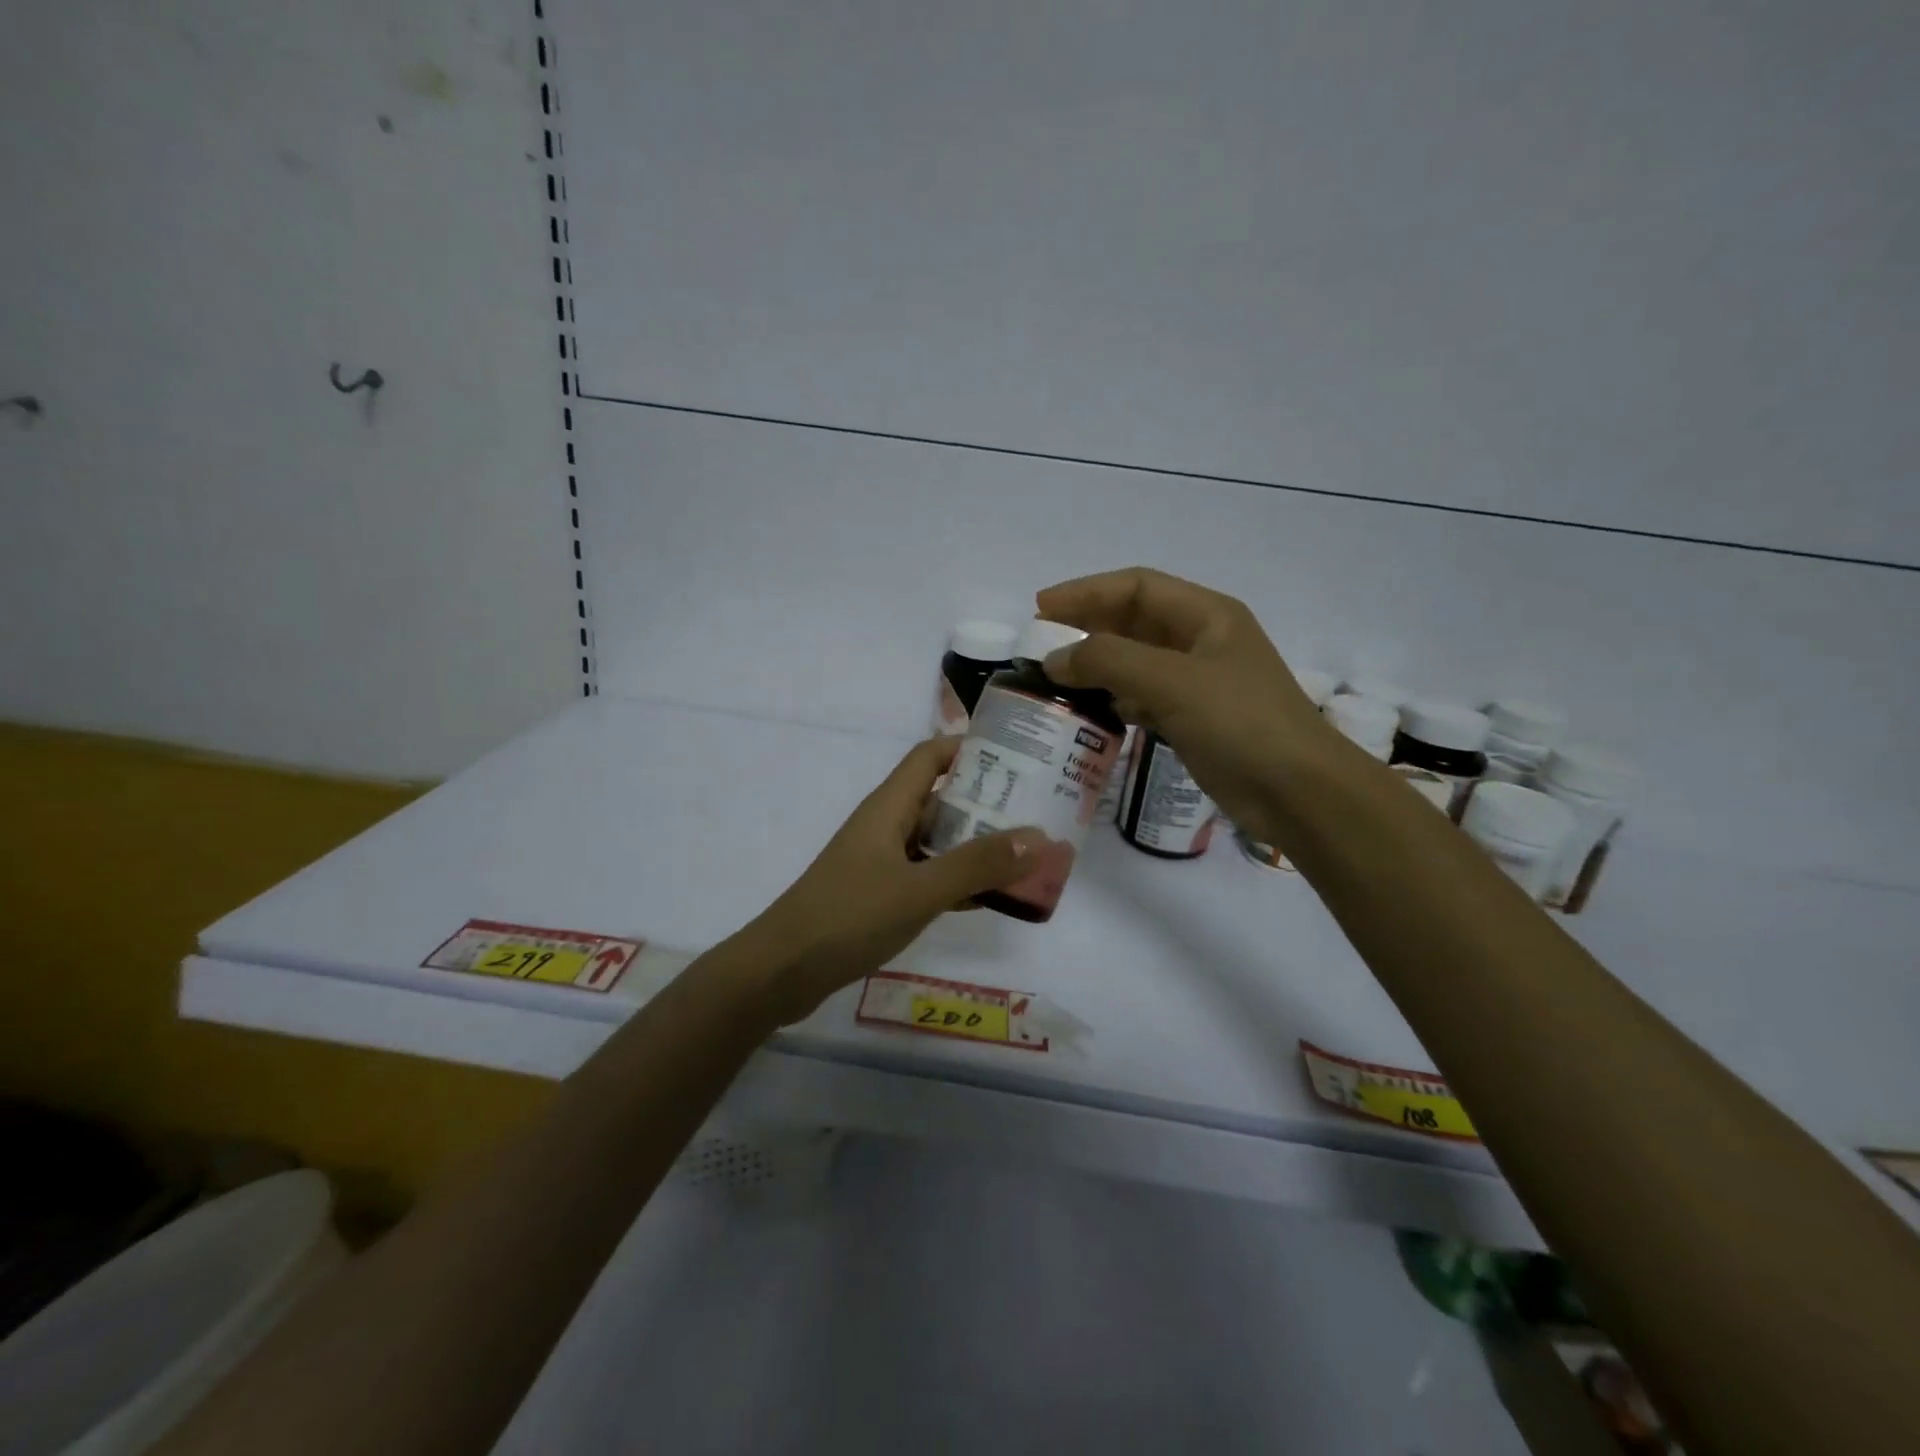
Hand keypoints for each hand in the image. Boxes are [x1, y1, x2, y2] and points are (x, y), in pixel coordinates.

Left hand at [741, 738, 1044, 1022]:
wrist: (782, 972)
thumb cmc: (848, 917)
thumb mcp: (919, 890)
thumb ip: (977, 865)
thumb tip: (1037, 837)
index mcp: (889, 807)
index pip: (930, 756)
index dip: (970, 748)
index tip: (1018, 755)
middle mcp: (886, 826)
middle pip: (941, 798)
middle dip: (987, 801)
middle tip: (1037, 810)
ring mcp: (881, 862)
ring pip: (937, 841)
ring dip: (976, 844)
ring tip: (1025, 854)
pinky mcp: (879, 895)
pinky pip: (927, 875)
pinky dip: (957, 880)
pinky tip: (990, 898)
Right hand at [1036, 567, 1338, 843]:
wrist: (1299, 793)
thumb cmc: (1240, 723)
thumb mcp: (1172, 682)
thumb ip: (1108, 661)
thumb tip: (1054, 659)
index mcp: (1207, 615)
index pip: (1136, 587)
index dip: (1086, 592)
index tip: (1040, 608)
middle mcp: (1202, 641)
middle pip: (1134, 621)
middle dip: (1088, 628)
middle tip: (1041, 644)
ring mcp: (1200, 683)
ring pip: (1137, 662)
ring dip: (1098, 666)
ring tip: (1057, 679)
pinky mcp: (1195, 720)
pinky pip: (1145, 698)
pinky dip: (1116, 700)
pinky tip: (1093, 712)